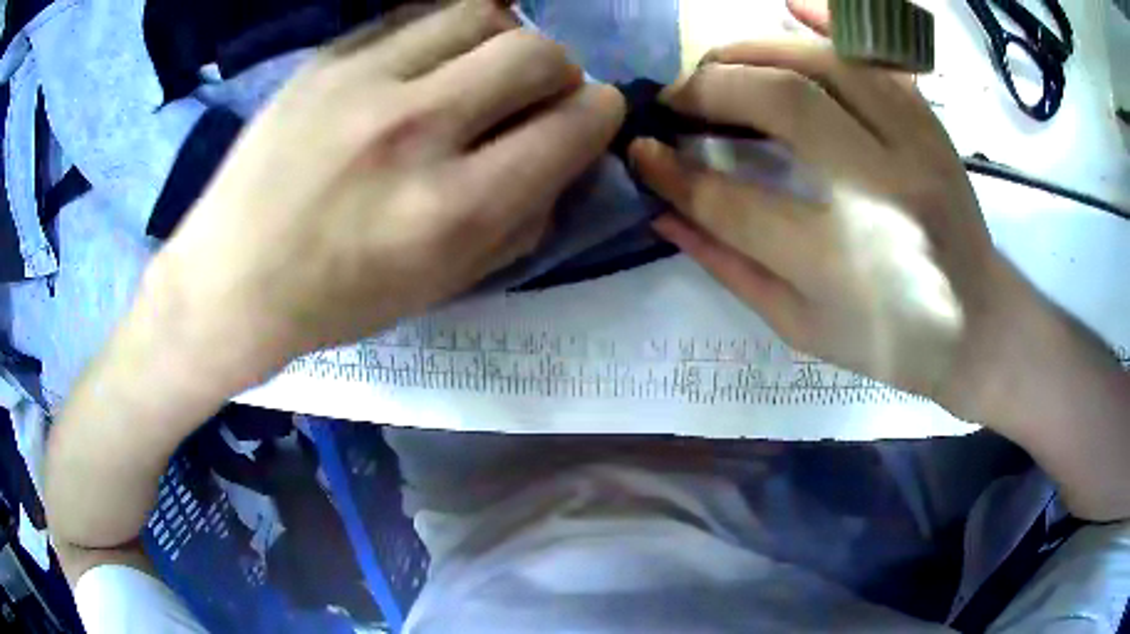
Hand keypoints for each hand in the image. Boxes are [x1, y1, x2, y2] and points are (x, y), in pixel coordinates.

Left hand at [157, 0, 624, 376]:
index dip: (599, 114)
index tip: (589, 117)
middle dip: (560, 71)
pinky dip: (445, 32)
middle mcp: (415, 130)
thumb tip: (566, 158)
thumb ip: (523, 219)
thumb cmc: (337, 300)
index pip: (574, 124)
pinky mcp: (327, 57)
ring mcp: (363, 81)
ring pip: (482, 13)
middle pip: (537, 52)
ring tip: (481, 69)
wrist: (231, 279)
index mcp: (453, 208)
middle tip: (537, 94)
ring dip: (504, 39)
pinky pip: (417, 14)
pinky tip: (429, 61)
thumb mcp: (444, 285)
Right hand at [630, 1, 1003, 406]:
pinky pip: (877, 54)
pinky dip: (829, 20)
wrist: (982, 327)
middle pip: (783, 102)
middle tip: (676, 100)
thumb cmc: (893, 343)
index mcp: (844, 263)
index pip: (735, 201)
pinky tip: (788, 6)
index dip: (675, 172)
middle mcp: (883, 191)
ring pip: (824, 63)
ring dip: (753, 50)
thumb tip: (663, 211)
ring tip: (716, 65)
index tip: (642, 153)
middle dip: (710, 89)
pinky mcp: (930, 124)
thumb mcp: (803, 327)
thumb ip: (729, 267)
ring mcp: (914, 146)